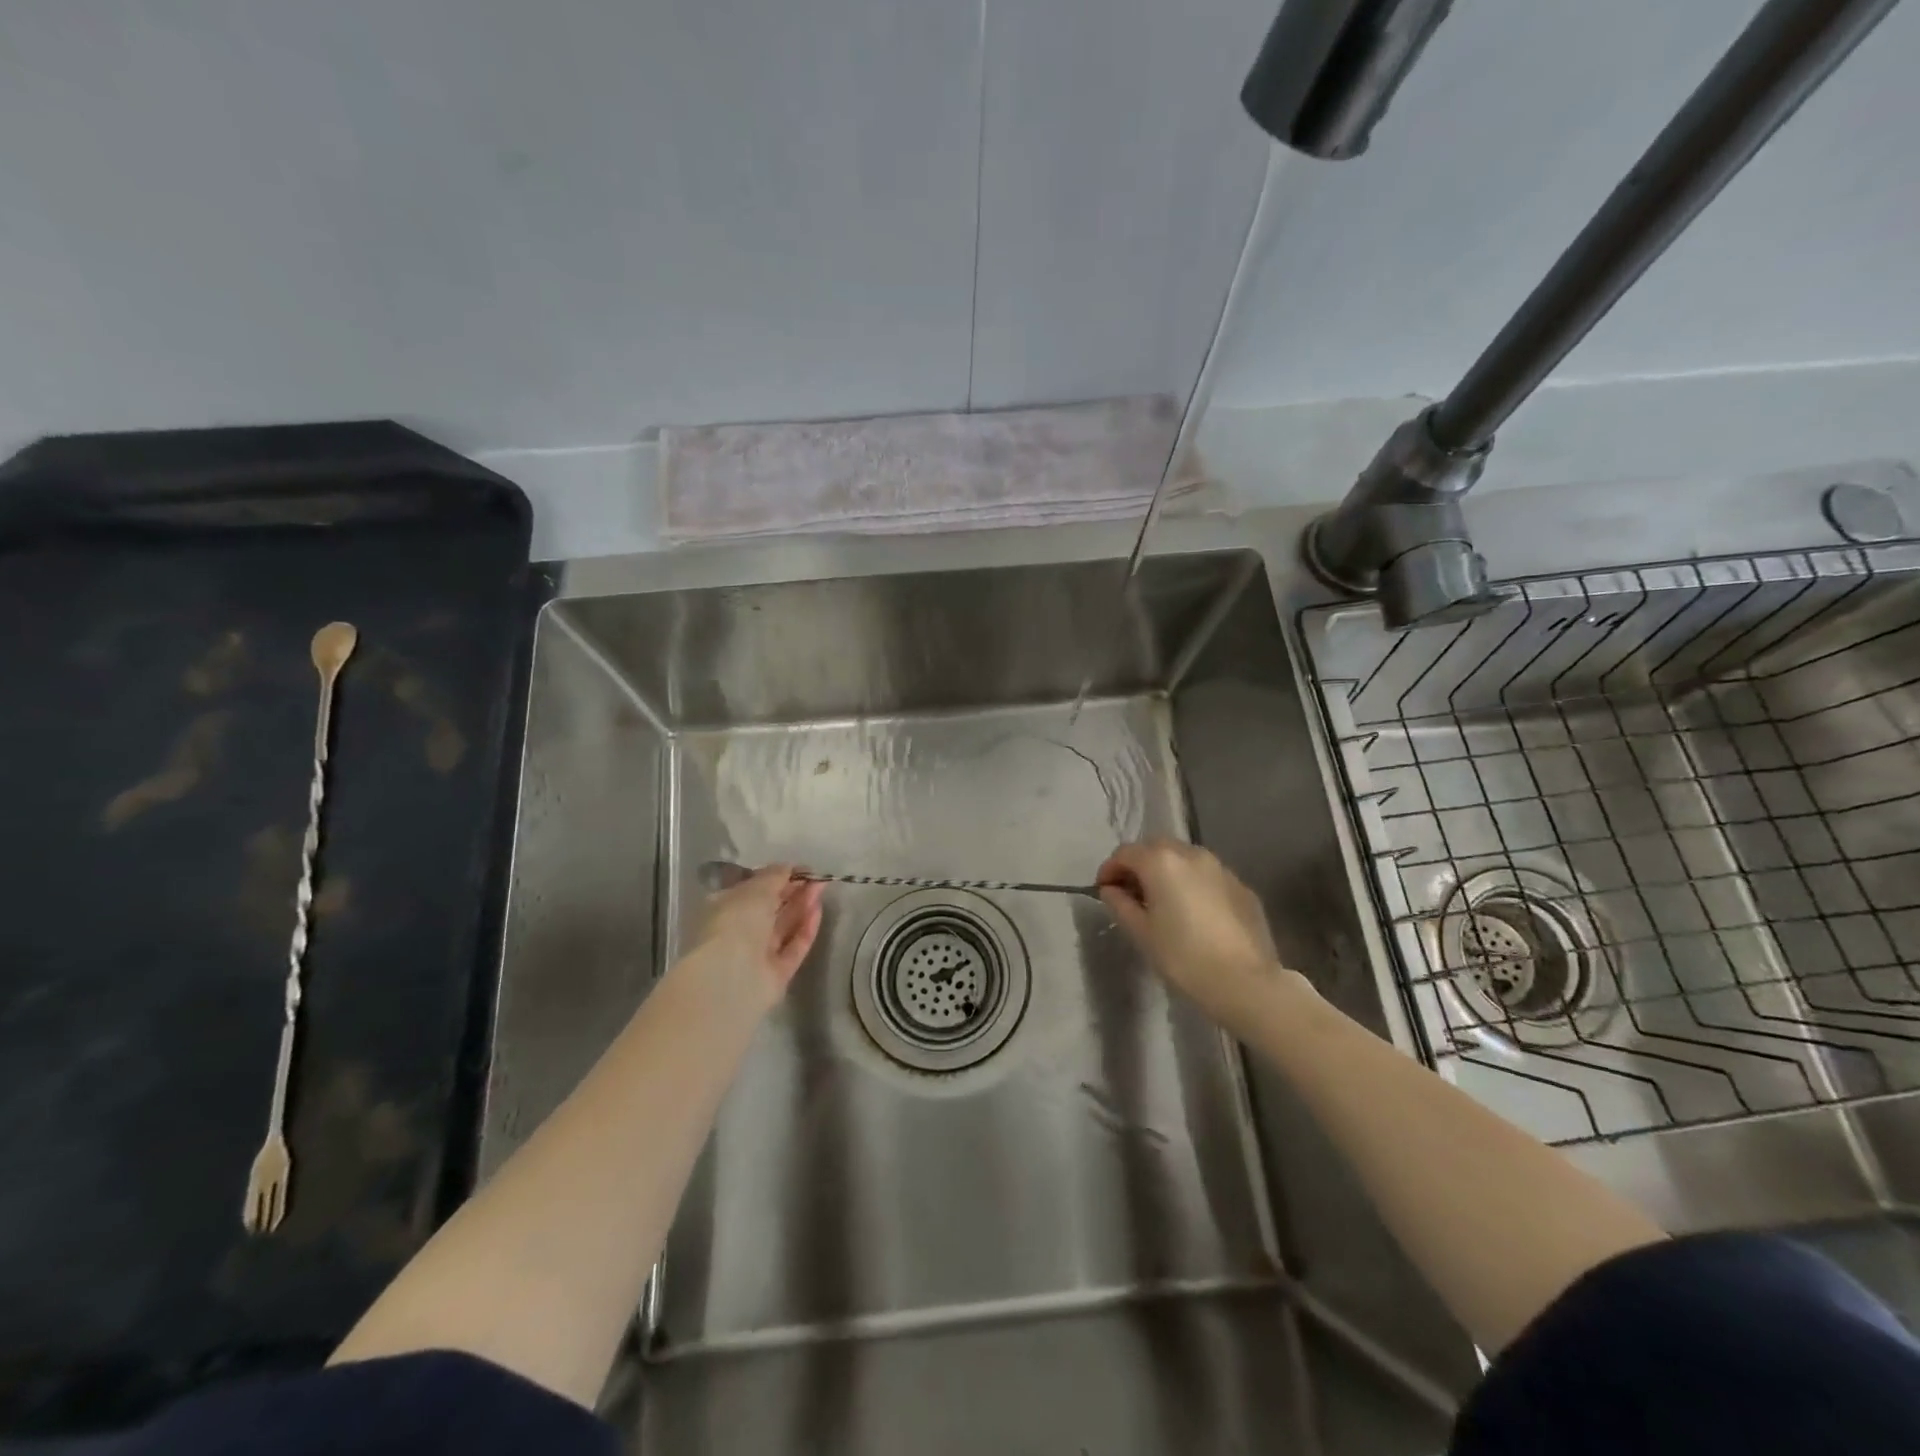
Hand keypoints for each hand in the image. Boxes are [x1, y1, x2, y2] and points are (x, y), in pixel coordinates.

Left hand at [685, 865, 824, 1013]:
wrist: (732, 975)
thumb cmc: (737, 922)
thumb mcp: (756, 889)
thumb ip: (775, 875)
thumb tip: (789, 867)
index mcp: (726, 909)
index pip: (754, 890)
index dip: (777, 877)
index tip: (800, 869)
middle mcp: (740, 931)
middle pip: (772, 908)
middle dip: (794, 891)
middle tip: (816, 878)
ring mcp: (759, 954)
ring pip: (784, 926)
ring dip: (802, 906)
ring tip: (821, 888)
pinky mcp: (777, 973)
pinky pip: (794, 947)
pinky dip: (806, 929)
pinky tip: (818, 911)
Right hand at [1096, 840, 1297, 1030]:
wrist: (1246, 982)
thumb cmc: (1183, 957)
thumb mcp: (1141, 933)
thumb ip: (1120, 904)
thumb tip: (1111, 890)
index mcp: (1161, 861)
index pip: (1125, 853)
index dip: (1109, 870)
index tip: (1104, 891)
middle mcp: (1191, 854)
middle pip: (1156, 848)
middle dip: (1139, 865)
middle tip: (1132, 894)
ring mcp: (1221, 868)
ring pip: (1185, 858)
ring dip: (1168, 872)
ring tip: (1163, 902)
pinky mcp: (1242, 887)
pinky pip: (1208, 876)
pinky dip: (1193, 884)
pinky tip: (1194, 913)